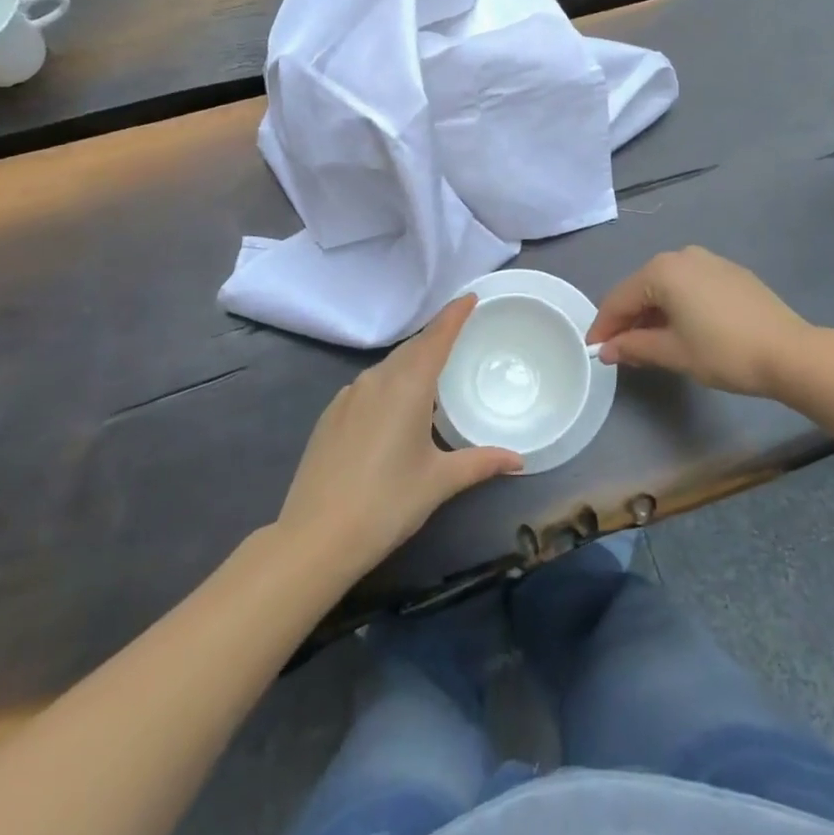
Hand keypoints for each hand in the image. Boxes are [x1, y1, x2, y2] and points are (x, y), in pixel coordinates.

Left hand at [279, 296, 520, 574]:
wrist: (314, 537)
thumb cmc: (386, 503)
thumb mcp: (439, 482)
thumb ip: (480, 463)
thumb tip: (519, 460)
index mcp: (407, 386)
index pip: (436, 337)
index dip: (454, 315)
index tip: (470, 297)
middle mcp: (376, 380)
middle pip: (412, 349)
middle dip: (436, 339)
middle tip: (461, 337)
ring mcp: (348, 396)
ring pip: (388, 368)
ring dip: (411, 364)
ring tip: (433, 376)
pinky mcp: (330, 415)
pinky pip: (368, 386)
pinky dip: (389, 385)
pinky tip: (395, 410)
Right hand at [587, 247, 813, 398]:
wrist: (789, 352)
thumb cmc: (724, 352)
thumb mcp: (673, 353)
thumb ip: (634, 347)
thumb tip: (607, 349)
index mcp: (662, 271)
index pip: (619, 299)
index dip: (604, 326)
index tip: (593, 350)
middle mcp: (682, 256)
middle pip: (642, 288)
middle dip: (628, 319)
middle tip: (619, 350)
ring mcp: (709, 260)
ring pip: (667, 286)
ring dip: (653, 313)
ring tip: (648, 344)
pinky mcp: (730, 272)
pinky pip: (690, 285)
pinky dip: (678, 305)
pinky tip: (681, 329)